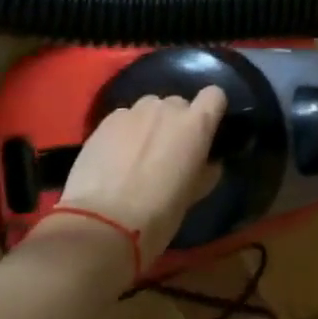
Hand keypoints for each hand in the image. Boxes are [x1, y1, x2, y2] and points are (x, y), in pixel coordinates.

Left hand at [54, 87, 226, 268]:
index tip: (205, 131)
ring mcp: (133, 111)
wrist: (103, 222)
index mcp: (196, 124)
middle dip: (176, 122)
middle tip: (168, 151)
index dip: (211, 110)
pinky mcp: (105, 120)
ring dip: (149, 124)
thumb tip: (207, 162)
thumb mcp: (194, 194)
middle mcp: (167, 108)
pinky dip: (124, 131)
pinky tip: (115, 157)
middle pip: (178, 104)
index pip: (214, 95)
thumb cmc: (159, 213)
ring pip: (149, 108)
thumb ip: (205, 169)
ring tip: (138, 153)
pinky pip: (124, 118)